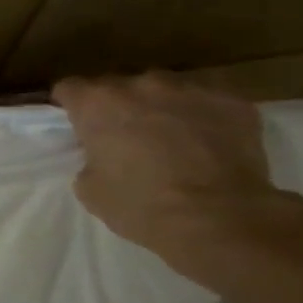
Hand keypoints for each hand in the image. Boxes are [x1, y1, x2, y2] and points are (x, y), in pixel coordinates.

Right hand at [52, 72, 302, 285]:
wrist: (218, 217)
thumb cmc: (140, 205)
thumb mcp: (90, 189)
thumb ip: (90, 159)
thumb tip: (103, 155)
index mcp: (98, 104)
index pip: (70, 88)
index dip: (70, 105)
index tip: (76, 123)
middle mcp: (141, 85)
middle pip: (119, 86)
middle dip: (118, 106)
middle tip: (125, 138)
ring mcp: (191, 88)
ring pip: (165, 90)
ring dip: (161, 107)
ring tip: (172, 139)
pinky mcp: (232, 101)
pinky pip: (208, 102)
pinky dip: (202, 118)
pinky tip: (208, 146)